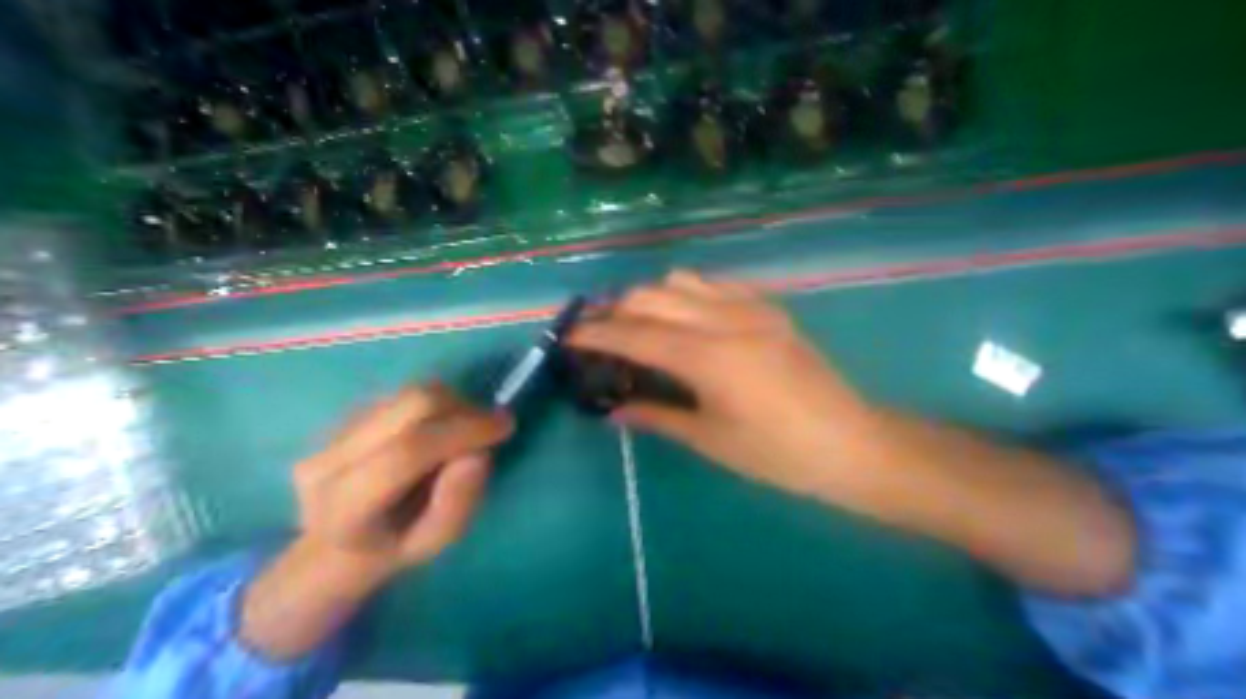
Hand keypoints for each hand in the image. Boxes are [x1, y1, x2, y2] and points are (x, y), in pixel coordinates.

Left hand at [294, 383, 512, 578]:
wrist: (332, 541)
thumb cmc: (393, 545)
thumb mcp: (434, 541)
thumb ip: (457, 503)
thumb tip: (478, 453)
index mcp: (344, 509)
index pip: (409, 451)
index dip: (465, 431)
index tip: (505, 426)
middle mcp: (328, 462)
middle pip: (413, 406)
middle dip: (466, 409)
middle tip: (490, 426)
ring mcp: (333, 432)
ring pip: (412, 394)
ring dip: (455, 404)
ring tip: (467, 429)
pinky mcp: (346, 415)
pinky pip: (407, 394)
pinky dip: (439, 404)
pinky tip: (441, 427)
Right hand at [569, 268, 873, 495]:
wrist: (852, 443)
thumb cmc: (778, 454)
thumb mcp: (710, 440)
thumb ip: (656, 417)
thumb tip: (613, 411)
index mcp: (709, 359)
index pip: (635, 336)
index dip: (597, 334)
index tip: (569, 335)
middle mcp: (725, 321)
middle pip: (651, 297)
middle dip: (615, 310)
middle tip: (599, 332)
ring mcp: (750, 307)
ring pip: (679, 280)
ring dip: (649, 297)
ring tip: (638, 322)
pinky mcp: (766, 306)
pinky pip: (712, 283)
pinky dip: (684, 292)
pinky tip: (682, 314)